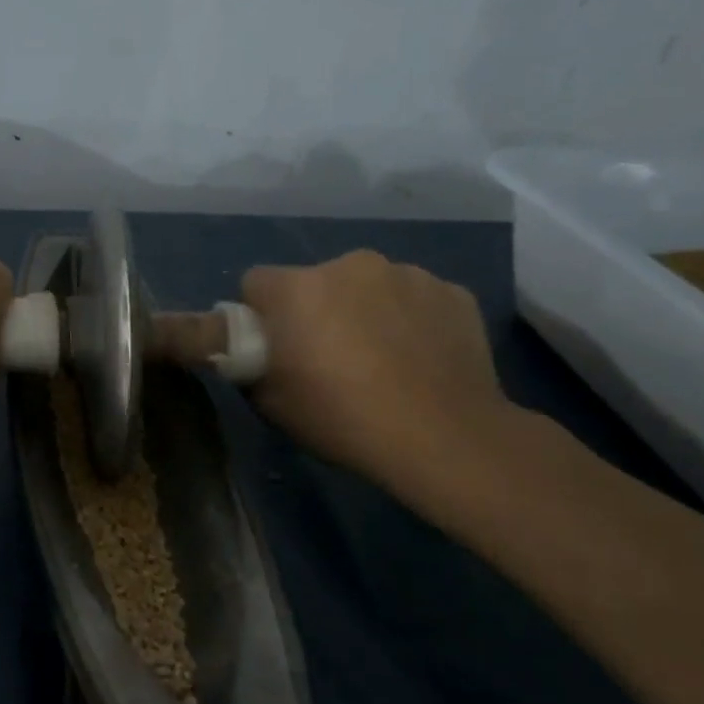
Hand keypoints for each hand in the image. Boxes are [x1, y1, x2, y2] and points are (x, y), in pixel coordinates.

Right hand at [239, 252, 514, 495]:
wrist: (444, 438)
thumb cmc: (342, 418)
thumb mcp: (270, 402)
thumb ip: (251, 363)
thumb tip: (253, 349)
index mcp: (297, 288)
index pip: (256, 282)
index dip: (259, 314)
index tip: (274, 347)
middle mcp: (350, 265)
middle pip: (315, 281)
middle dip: (315, 309)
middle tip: (329, 359)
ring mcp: (408, 274)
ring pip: (368, 287)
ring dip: (364, 311)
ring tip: (382, 361)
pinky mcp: (453, 292)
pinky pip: (415, 299)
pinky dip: (410, 320)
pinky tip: (421, 359)